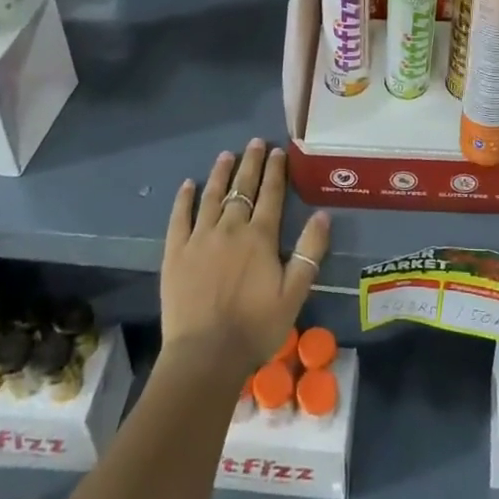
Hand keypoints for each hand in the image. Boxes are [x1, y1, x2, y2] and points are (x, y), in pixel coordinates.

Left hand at [161, 139, 330, 380]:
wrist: (206, 355)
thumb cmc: (256, 327)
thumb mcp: (295, 293)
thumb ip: (309, 252)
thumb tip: (322, 215)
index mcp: (260, 237)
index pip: (271, 194)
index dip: (275, 170)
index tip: (278, 151)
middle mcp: (230, 228)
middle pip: (242, 188)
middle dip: (251, 163)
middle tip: (255, 142)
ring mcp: (200, 237)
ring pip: (212, 196)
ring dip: (221, 174)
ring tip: (226, 155)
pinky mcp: (175, 252)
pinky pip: (180, 217)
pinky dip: (185, 199)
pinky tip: (189, 185)